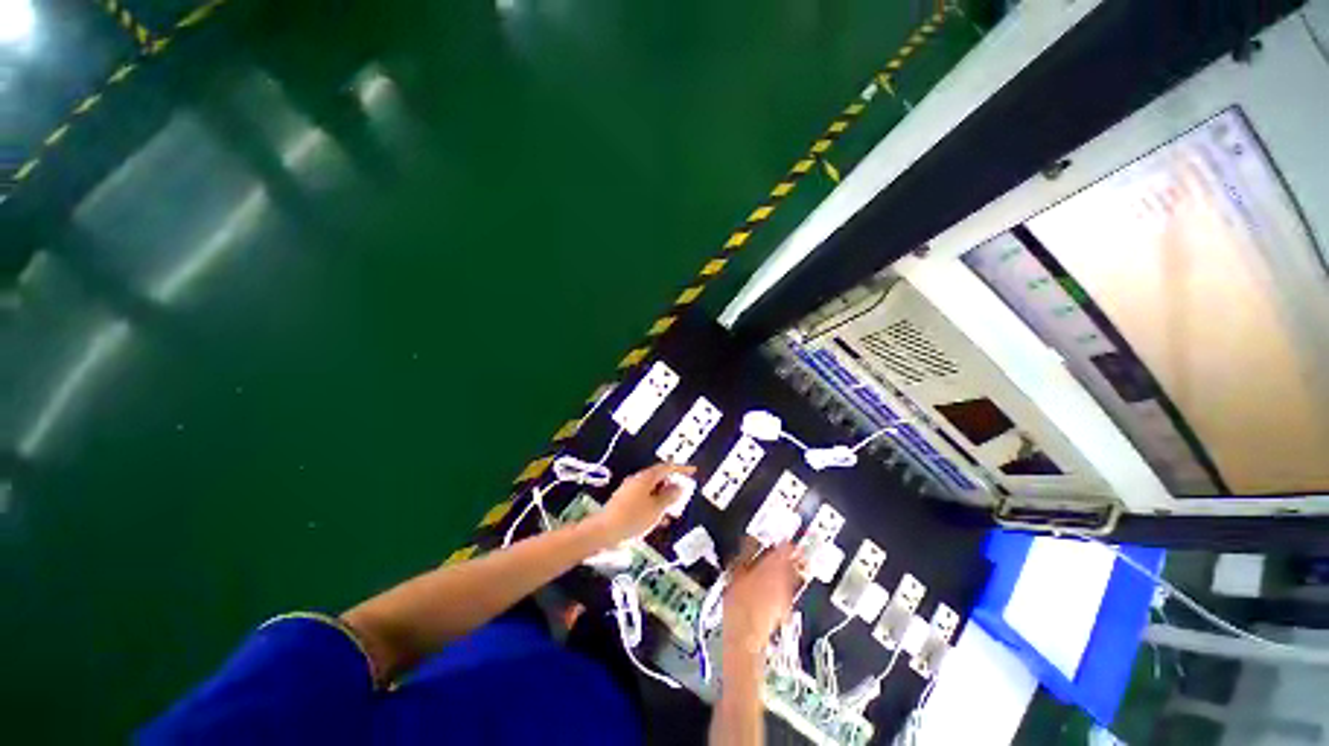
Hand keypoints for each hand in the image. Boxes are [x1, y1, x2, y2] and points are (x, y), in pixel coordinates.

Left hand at [590, 463, 695, 546]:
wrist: (603, 532)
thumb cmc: (633, 518)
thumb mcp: (656, 509)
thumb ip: (669, 496)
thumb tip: (679, 486)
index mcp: (645, 478)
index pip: (666, 467)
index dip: (681, 469)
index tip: (692, 471)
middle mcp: (637, 481)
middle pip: (659, 478)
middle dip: (672, 486)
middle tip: (683, 494)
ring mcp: (629, 491)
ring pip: (652, 490)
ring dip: (664, 498)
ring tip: (673, 510)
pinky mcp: (624, 502)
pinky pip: (644, 499)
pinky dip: (654, 506)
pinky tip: (658, 520)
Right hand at [722, 541, 802, 659]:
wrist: (745, 639)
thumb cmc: (738, 605)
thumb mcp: (736, 572)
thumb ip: (746, 552)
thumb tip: (751, 539)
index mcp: (773, 568)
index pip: (786, 547)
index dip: (784, 539)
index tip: (780, 535)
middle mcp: (784, 581)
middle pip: (792, 561)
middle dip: (787, 554)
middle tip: (780, 548)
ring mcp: (786, 596)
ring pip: (790, 575)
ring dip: (784, 568)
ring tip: (772, 565)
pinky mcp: (784, 609)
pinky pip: (786, 590)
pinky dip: (781, 584)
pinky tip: (769, 587)